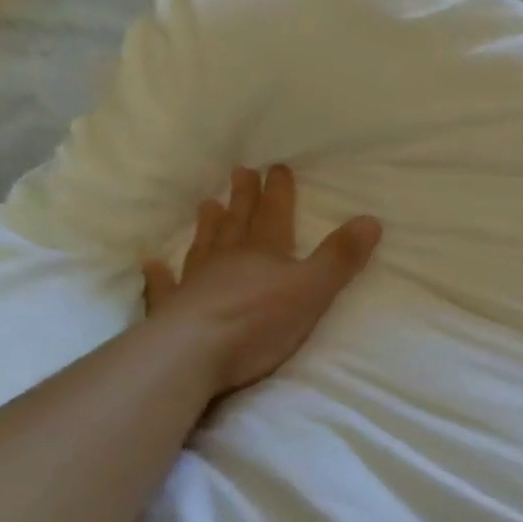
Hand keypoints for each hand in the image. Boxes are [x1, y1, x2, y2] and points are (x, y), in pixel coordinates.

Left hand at [142, 165, 381, 399]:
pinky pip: (164, 288)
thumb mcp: (313, 289)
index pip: (275, 214)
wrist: (192, 354)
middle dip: (243, 198)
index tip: (276, 166)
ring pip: (205, 247)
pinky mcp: (172, 311)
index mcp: (265, 253)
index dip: (278, 191)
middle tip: (239, 172)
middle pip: (238, 223)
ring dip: (208, 226)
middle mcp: (229, 260)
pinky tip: (151, 264)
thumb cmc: (259, 321)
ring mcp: (196, 284)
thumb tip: (371, 219)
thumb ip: (341, 257)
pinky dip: (159, 276)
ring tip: (206, 204)